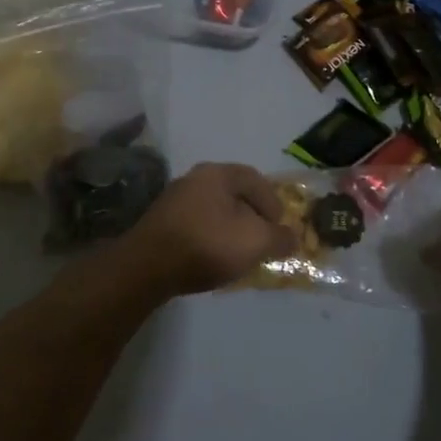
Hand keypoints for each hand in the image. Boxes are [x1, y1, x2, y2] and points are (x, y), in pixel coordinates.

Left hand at [112, 163, 296, 297]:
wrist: (147, 267)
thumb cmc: (207, 244)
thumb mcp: (255, 242)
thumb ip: (279, 238)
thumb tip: (293, 238)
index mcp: (216, 173)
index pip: (254, 179)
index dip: (273, 202)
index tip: (281, 227)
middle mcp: (193, 179)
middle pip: (233, 194)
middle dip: (252, 216)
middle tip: (263, 238)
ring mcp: (173, 201)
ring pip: (214, 211)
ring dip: (231, 229)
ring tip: (241, 253)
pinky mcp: (161, 224)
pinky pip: (196, 226)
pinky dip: (211, 238)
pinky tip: (214, 258)